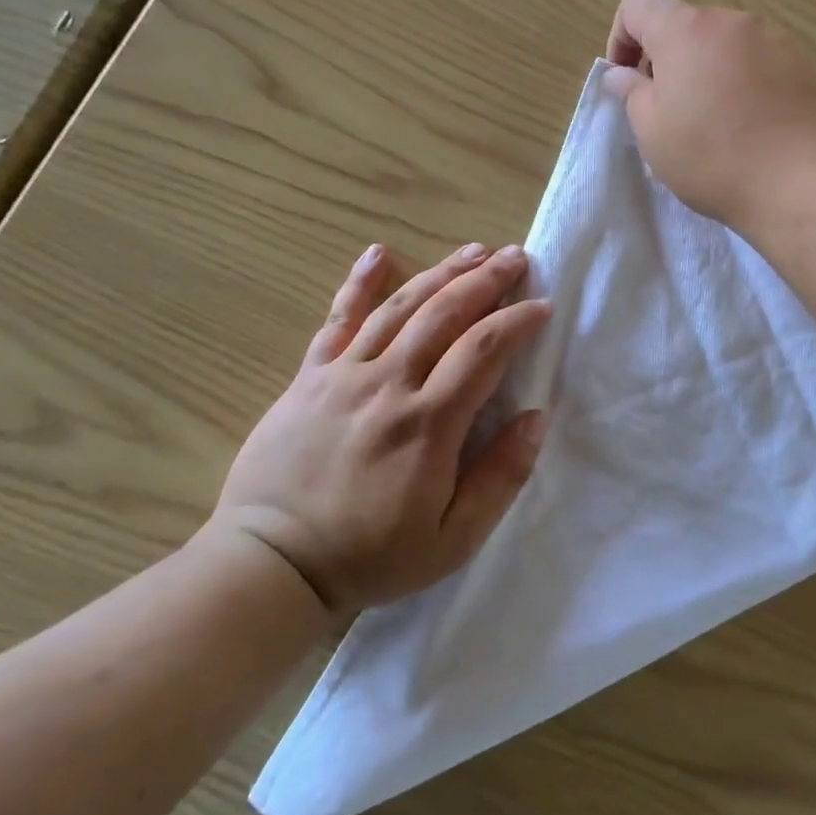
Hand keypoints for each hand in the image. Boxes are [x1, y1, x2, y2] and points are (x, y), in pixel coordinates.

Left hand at [210, 243, 549, 612]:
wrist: (272, 564)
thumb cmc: (370, 556)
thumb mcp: (453, 539)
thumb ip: (500, 478)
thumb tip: (535, 419)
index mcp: (428, 423)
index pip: (484, 351)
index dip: (518, 321)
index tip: (543, 305)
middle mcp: (389, 384)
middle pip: (445, 314)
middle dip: (486, 281)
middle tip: (516, 257)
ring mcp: (344, 375)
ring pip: (401, 308)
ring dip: (441, 273)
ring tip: (473, 251)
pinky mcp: (310, 377)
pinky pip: (338, 320)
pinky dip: (359, 284)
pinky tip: (379, 254)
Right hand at [604, 0, 815, 227]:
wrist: (804, 182)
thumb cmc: (713, 158)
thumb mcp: (653, 133)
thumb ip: (632, 93)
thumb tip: (623, 74)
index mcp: (687, 30)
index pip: (639, 1)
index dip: (622, 35)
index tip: (628, 79)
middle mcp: (734, 21)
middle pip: (689, 25)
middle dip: (672, 60)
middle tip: (673, 111)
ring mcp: (779, 38)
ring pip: (731, 45)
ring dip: (714, 72)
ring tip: (722, 123)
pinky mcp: (812, 63)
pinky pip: (768, 64)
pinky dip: (753, 84)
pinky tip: (760, 127)